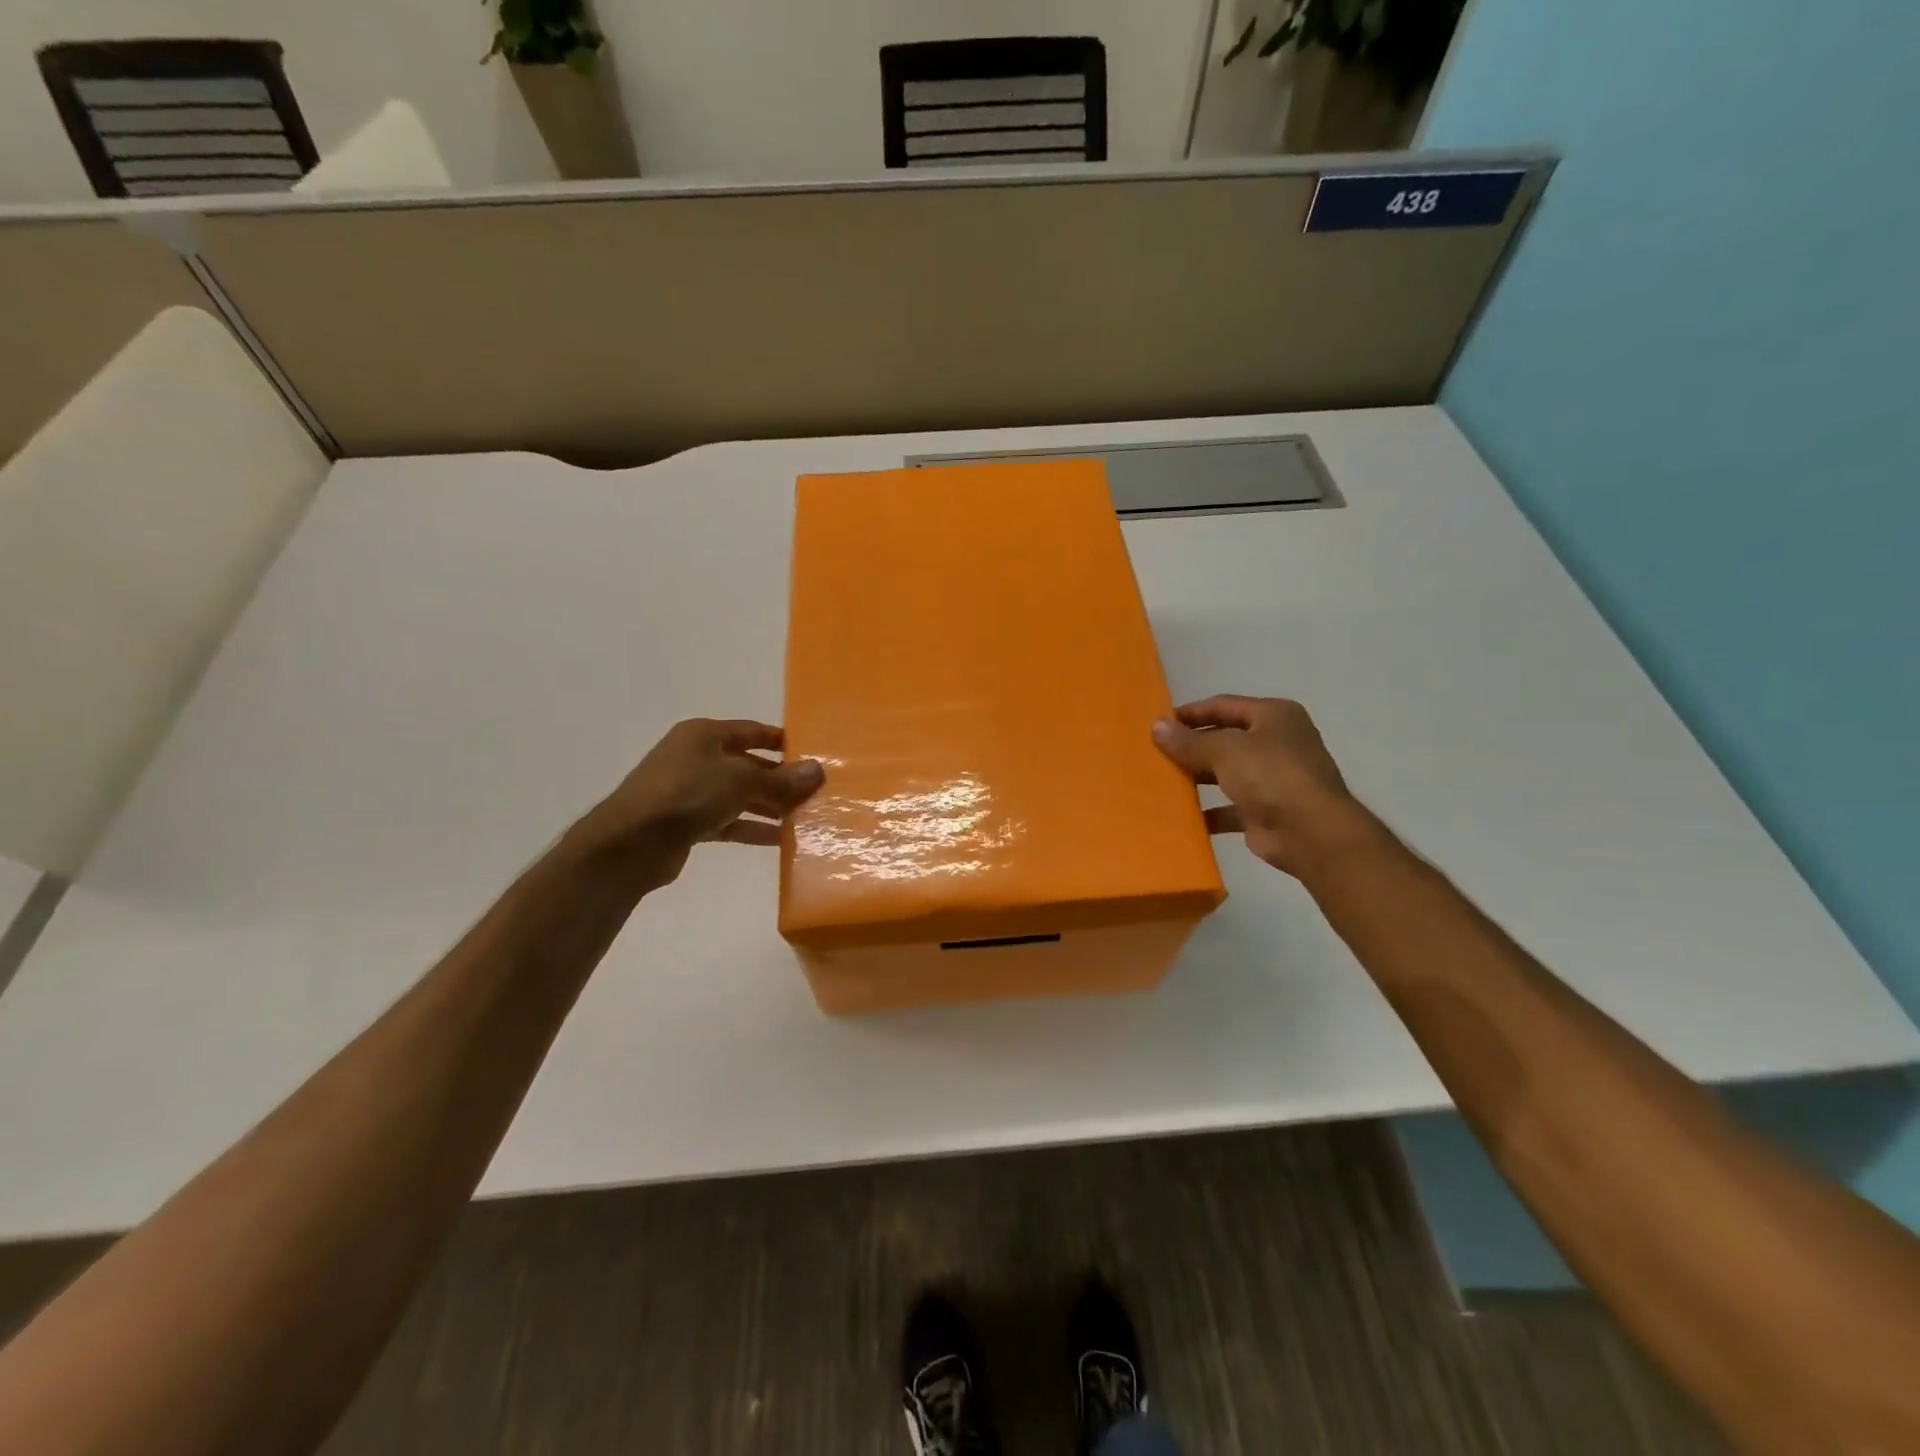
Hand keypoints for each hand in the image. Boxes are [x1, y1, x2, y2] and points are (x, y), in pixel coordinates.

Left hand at [566, 719, 823, 893]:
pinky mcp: (687, 822)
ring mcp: (690, 791)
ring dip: (769, 805)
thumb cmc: (688, 794)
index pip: (752, 731)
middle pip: (748, 764)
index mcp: (704, 735)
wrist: (631, 843)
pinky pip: (728, 820)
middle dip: (780, 779)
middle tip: (814, 793)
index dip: (782, 742)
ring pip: (739, 794)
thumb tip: (817, 771)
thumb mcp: (741, 780)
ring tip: (803, 817)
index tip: (813, 755)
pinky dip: (751, 827)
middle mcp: (696, 757)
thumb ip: (781, 779)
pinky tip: (779, 839)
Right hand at [1152, 695, 1374, 880]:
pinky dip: (1207, 811)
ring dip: (1197, 778)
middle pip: (1224, 739)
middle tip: (1154, 753)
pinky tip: (1180, 815)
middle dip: (1191, 747)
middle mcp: (1276, 743)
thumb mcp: (1225, 750)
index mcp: (1274, 716)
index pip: (1223, 706)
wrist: (1311, 834)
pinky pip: (1229, 808)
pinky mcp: (1266, 812)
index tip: (1157, 723)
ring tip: (1161, 781)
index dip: (1190, 713)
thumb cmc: (1271, 776)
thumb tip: (1157, 726)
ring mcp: (1273, 779)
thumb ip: (1189, 741)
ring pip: (1225, 773)